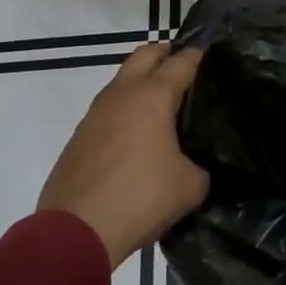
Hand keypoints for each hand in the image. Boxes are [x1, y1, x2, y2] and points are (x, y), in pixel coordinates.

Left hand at [38, 43, 208, 268]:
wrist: (76, 231)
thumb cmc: (140, 197)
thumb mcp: (189, 186)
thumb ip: (199, 167)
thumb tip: (193, 167)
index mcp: (153, 95)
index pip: (181, 62)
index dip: (197, 56)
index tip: (210, 56)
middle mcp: (123, 93)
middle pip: (145, 55)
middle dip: (165, 54)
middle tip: (182, 67)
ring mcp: (95, 113)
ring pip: (121, 81)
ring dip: (140, 82)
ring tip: (159, 103)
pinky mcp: (78, 137)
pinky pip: (107, 110)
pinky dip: (123, 111)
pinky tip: (133, 135)